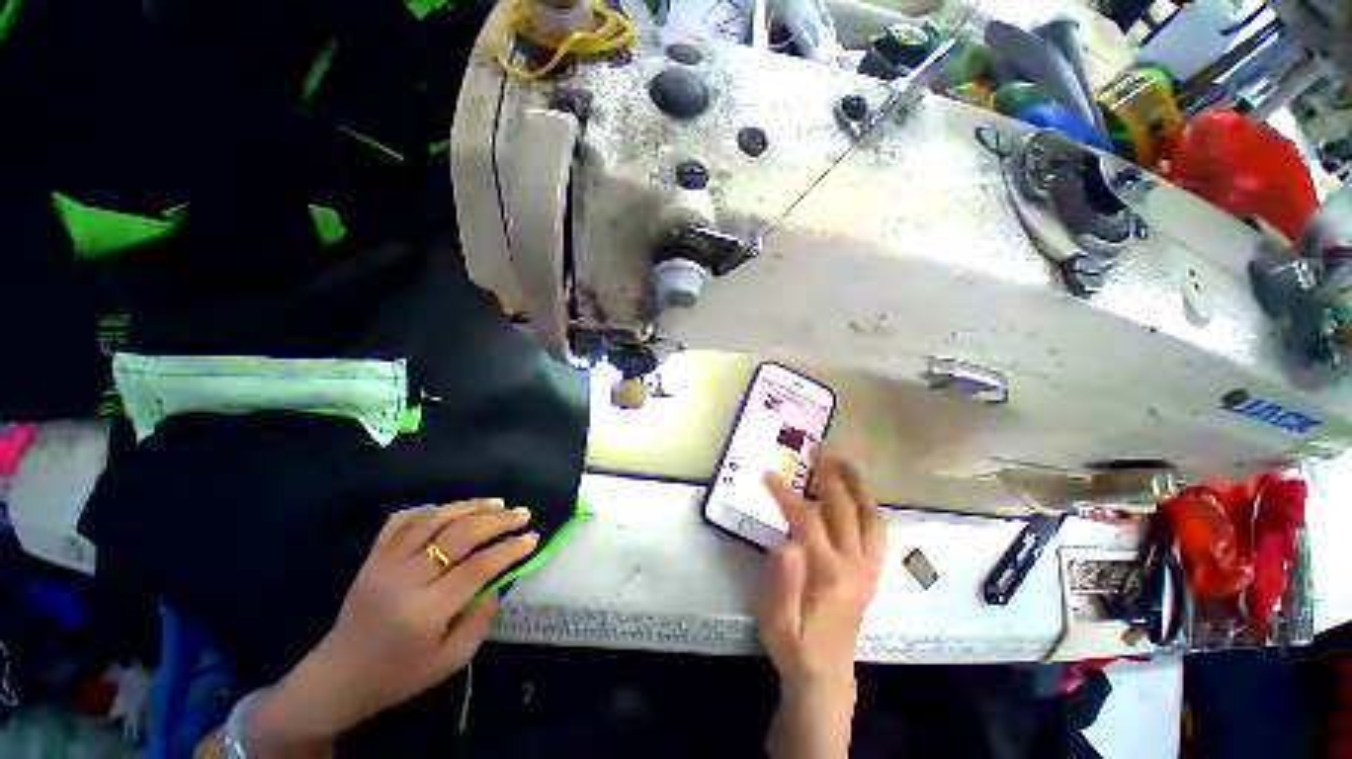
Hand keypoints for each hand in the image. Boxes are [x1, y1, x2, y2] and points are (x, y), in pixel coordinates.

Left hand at [251, 502, 537, 745]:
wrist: (337, 677)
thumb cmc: (398, 675)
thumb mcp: (449, 662)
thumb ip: (480, 621)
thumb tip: (496, 581)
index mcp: (425, 612)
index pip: (478, 567)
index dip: (510, 549)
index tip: (532, 538)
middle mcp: (405, 580)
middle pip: (460, 534)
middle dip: (498, 520)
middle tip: (522, 513)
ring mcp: (384, 563)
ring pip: (434, 519)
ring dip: (471, 506)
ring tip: (497, 503)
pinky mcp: (371, 557)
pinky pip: (402, 520)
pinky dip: (430, 509)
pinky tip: (451, 510)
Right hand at [757, 455, 884, 758]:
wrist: (825, 675)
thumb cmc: (794, 645)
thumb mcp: (777, 620)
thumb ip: (782, 581)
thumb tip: (785, 542)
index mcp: (829, 575)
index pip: (808, 522)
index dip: (787, 495)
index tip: (769, 475)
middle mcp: (856, 566)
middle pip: (846, 509)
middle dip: (830, 475)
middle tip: (817, 448)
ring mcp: (869, 568)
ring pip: (870, 517)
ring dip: (856, 485)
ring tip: (841, 460)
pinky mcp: (872, 572)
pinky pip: (877, 530)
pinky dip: (867, 504)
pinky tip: (855, 493)